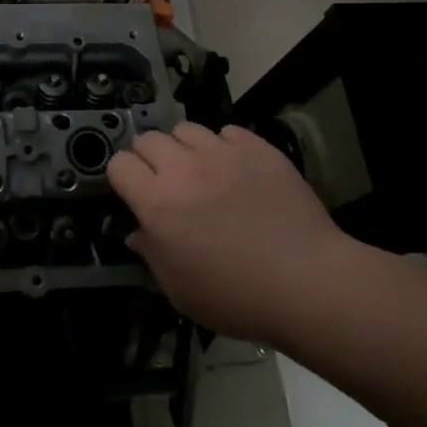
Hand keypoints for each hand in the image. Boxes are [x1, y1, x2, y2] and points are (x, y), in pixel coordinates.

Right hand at [108, 122, 346, 341]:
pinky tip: (235, 168)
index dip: (122, 177)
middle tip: (166, 182)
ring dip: (184, 147)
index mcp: (157, 203)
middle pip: (148, 138)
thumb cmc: (237, 297)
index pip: (119, 165)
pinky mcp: (257, 148)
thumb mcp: (180, 290)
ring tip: (200, 169)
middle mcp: (183, 169)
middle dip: (149, 157)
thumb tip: (136, 233)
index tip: (134, 193)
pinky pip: (227, 131)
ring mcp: (222, 153)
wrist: (308, 282)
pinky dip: (224, 145)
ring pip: (185, 128)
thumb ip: (151, 255)